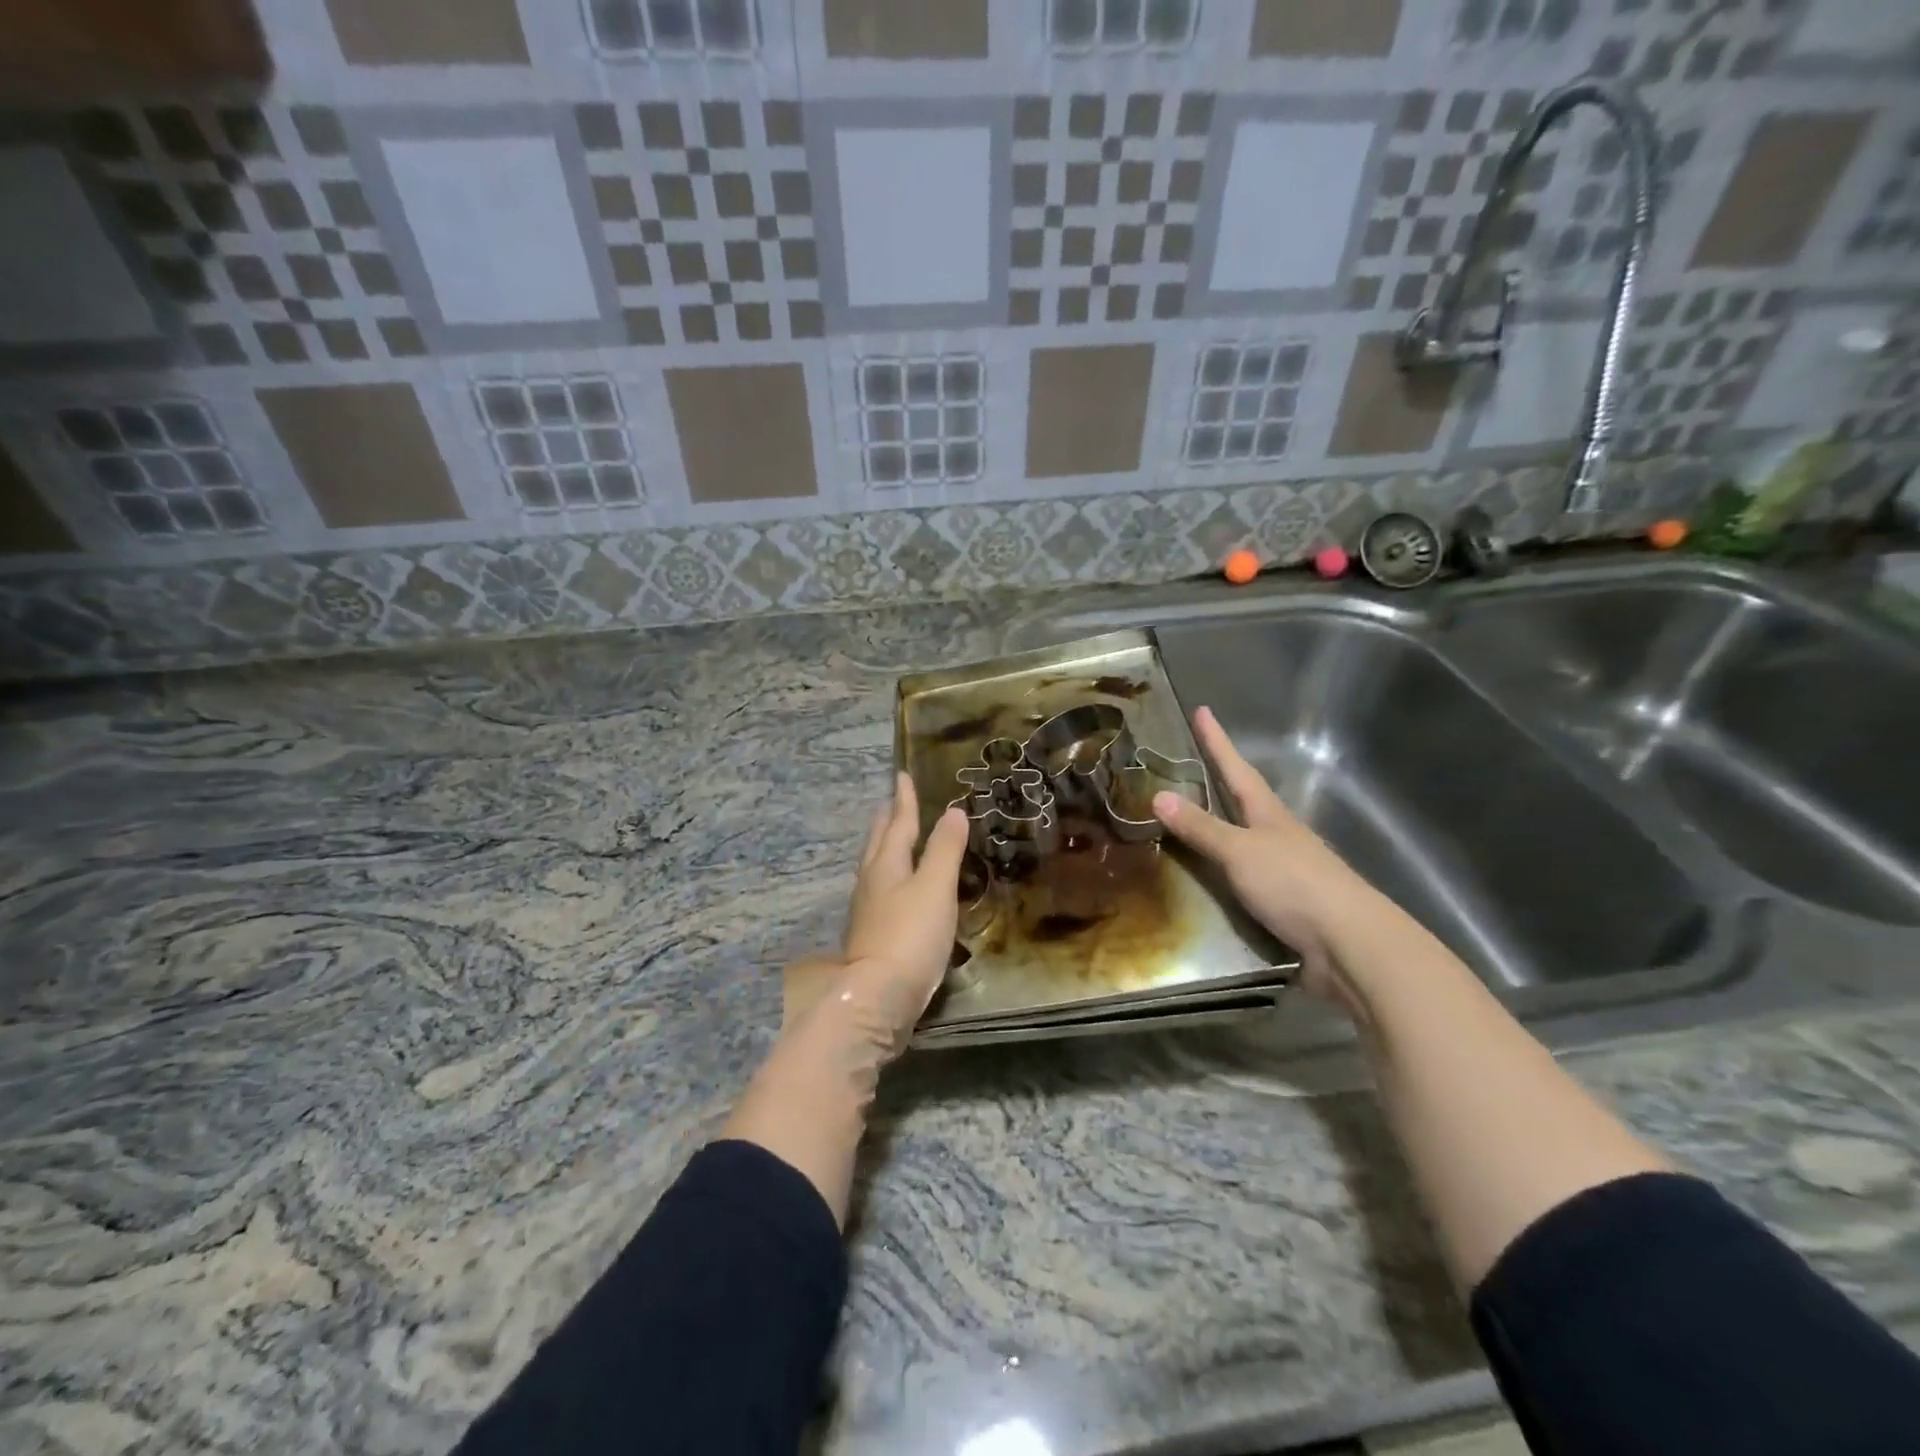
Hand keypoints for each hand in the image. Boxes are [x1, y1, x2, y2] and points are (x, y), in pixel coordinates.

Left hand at [832, 772, 969, 1049]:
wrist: (878, 997)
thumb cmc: (910, 936)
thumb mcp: (936, 887)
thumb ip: (945, 849)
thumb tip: (953, 811)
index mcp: (887, 865)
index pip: (898, 823)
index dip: (904, 799)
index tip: (902, 775)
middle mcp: (872, 882)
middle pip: (879, 842)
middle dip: (888, 820)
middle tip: (893, 802)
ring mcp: (868, 910)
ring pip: (877, 866)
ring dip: (886, 847)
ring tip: (895, 839)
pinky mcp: (873, 935)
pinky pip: (881, 891)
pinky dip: (892, 877)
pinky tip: (898, 889)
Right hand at [1151, 707, 1387, 1015]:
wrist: (1349, 945)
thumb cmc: (1294, 884)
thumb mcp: (1240, 851)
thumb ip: (1201, 827)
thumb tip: (1157, 794)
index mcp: (1269, 814)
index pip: (1236, 769)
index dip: (1217, 741)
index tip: (1202, 711)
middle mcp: (1278, 835)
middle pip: (1244, 800)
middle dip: (1218, 782)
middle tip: (1189, 766)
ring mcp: (1285, 868)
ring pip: (1245, 839)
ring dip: (1219, 828)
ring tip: (1188, 821)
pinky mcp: (1285, 902)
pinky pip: (1243, 876)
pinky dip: (1222, 870)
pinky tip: (1208, 878)